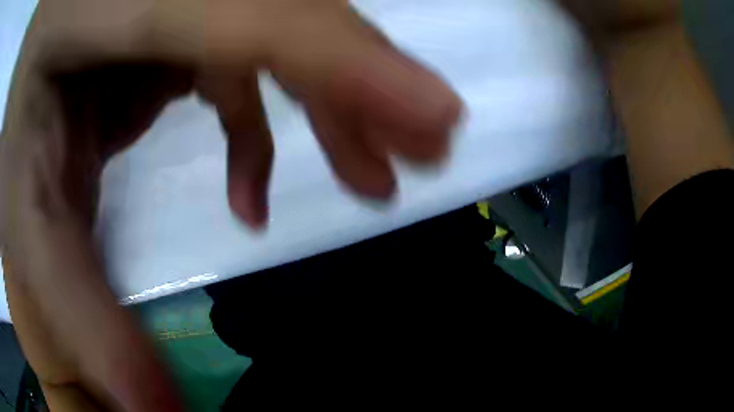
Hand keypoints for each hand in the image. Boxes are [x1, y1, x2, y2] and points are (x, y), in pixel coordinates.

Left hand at [0, 0, 461, 409]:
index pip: (253, 17)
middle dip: (363, 82)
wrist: (28, 62)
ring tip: (370, 172)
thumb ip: (76, 303)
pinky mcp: (181, 13)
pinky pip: (244, 47)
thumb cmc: (15, 115)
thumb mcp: (22, 207)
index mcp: (116, 8)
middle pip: (291, 14)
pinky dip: (262, 110)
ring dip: (333, 96)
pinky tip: (255, 177)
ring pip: (284, 26)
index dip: (349, 60)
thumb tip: (153, 407)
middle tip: (425, 152)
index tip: (442, 116)